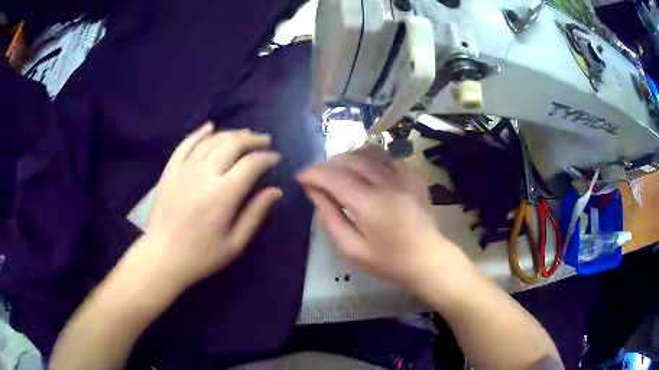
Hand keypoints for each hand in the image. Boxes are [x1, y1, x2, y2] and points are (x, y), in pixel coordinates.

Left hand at [141, 123, 281, 290]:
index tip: (276, 158)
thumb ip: (255, 214)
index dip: (267, 158)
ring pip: (212, 140)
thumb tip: (275, 191)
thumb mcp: (235, 244)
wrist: (163, 257)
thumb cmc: (201, 256)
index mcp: (223, 195)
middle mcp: (204, 175)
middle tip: (264, 141)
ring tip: (244, 135)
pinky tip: (210, 127)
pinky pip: (186, 144)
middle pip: (232, 144)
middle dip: (252, 139)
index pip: (251, 164)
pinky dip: (199, 133)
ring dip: (231, 134)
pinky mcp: (170, 170)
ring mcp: (184, 170)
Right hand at [297, 146, 465, 288]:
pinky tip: (364, 171)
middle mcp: (389, 185)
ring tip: (337, 169)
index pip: (335, 179)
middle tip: (318, 174)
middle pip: (352, 159)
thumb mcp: (352, 249)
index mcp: (371, 207)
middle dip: (329, 163)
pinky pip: (388, 158)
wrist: (427, 260)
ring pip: (370, 152)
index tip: (300, 176)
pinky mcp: (415, 177)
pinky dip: (370, 159)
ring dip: (349, 157)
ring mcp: (406, 178)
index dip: (314, 174)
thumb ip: (331, 219)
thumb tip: (314, 192)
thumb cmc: (388, 262)